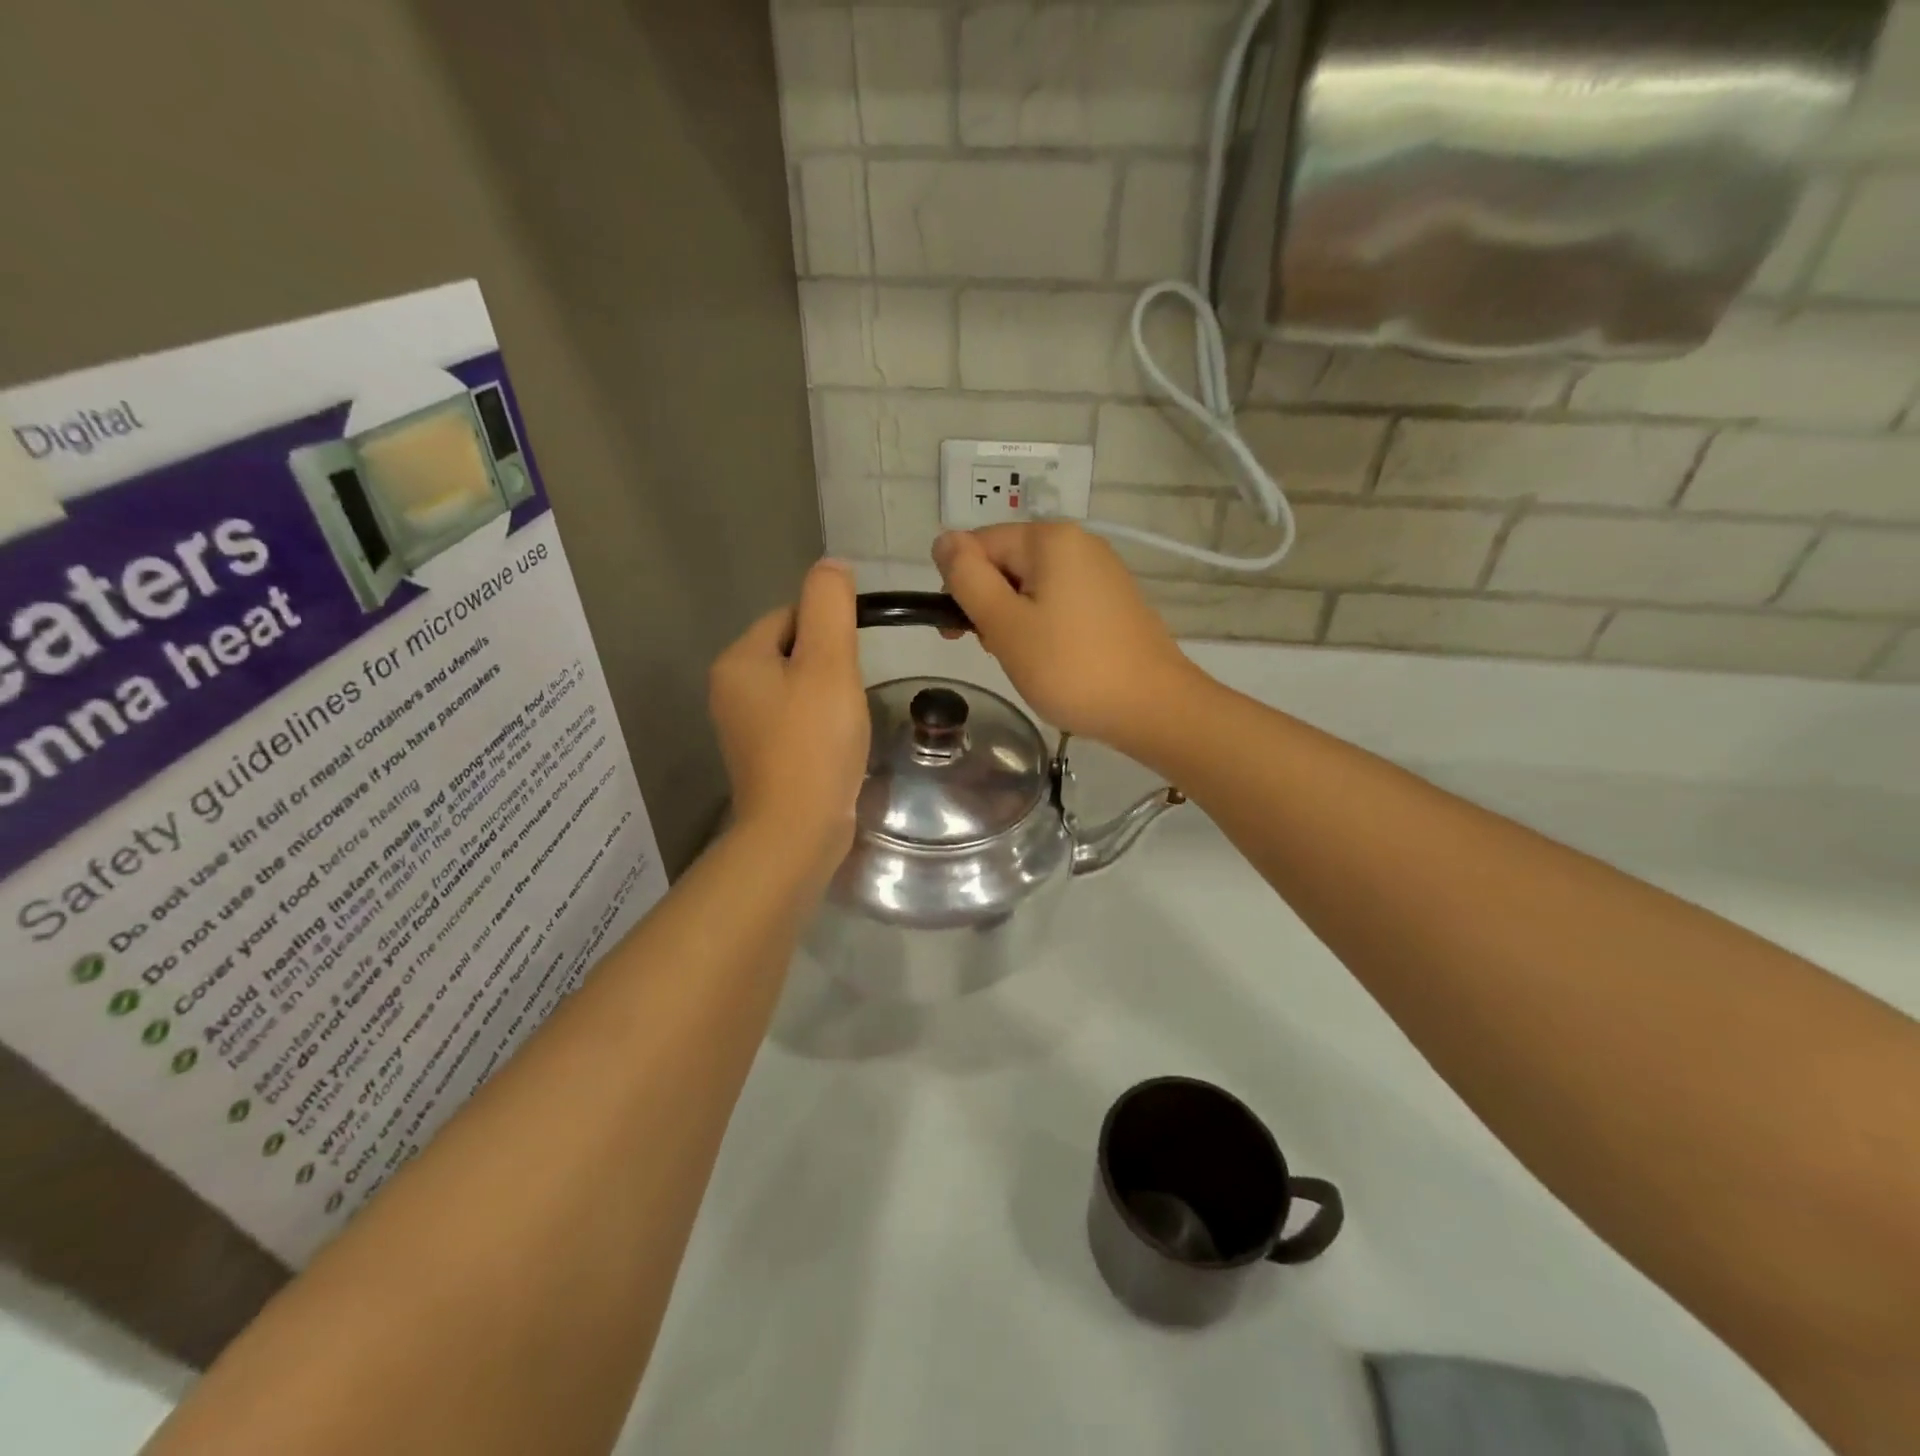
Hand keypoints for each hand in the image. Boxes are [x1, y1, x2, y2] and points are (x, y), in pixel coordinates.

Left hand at [709, 560, 868, 870]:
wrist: (796, 830)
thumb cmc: (814, 741)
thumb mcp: (828, 663)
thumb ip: (830, 606)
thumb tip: (831, 565)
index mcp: (739, 661)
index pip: (788, 616)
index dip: (828, 629)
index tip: (854, 659)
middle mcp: (730, 690)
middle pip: (792, 652)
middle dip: (828, 665)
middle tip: (852, 693)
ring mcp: (743, 728)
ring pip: (796, 689)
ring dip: (826, 696)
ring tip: (847, 721)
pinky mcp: (762, 758)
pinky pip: (795, 722)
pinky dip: (818, 725)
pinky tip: (836, 745)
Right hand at [932, 524, 1197, 747]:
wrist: (1153, 708)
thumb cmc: (1070, 667)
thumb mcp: (1004, 624)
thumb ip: (967, 578)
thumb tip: (942, 539)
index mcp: (1050, 539)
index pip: (978, 544)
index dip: (960, 586)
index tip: (959, 632)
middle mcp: (1079, 543)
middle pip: (1006, 563)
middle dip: (989, 604)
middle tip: (994, 650)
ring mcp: (1101, 572)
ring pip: (1032, 587)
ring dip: (1014, 620)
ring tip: (1025, 660)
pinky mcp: (1113, 601)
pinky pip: (1060, 602)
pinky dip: (1044, 627)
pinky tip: (1051, 659)